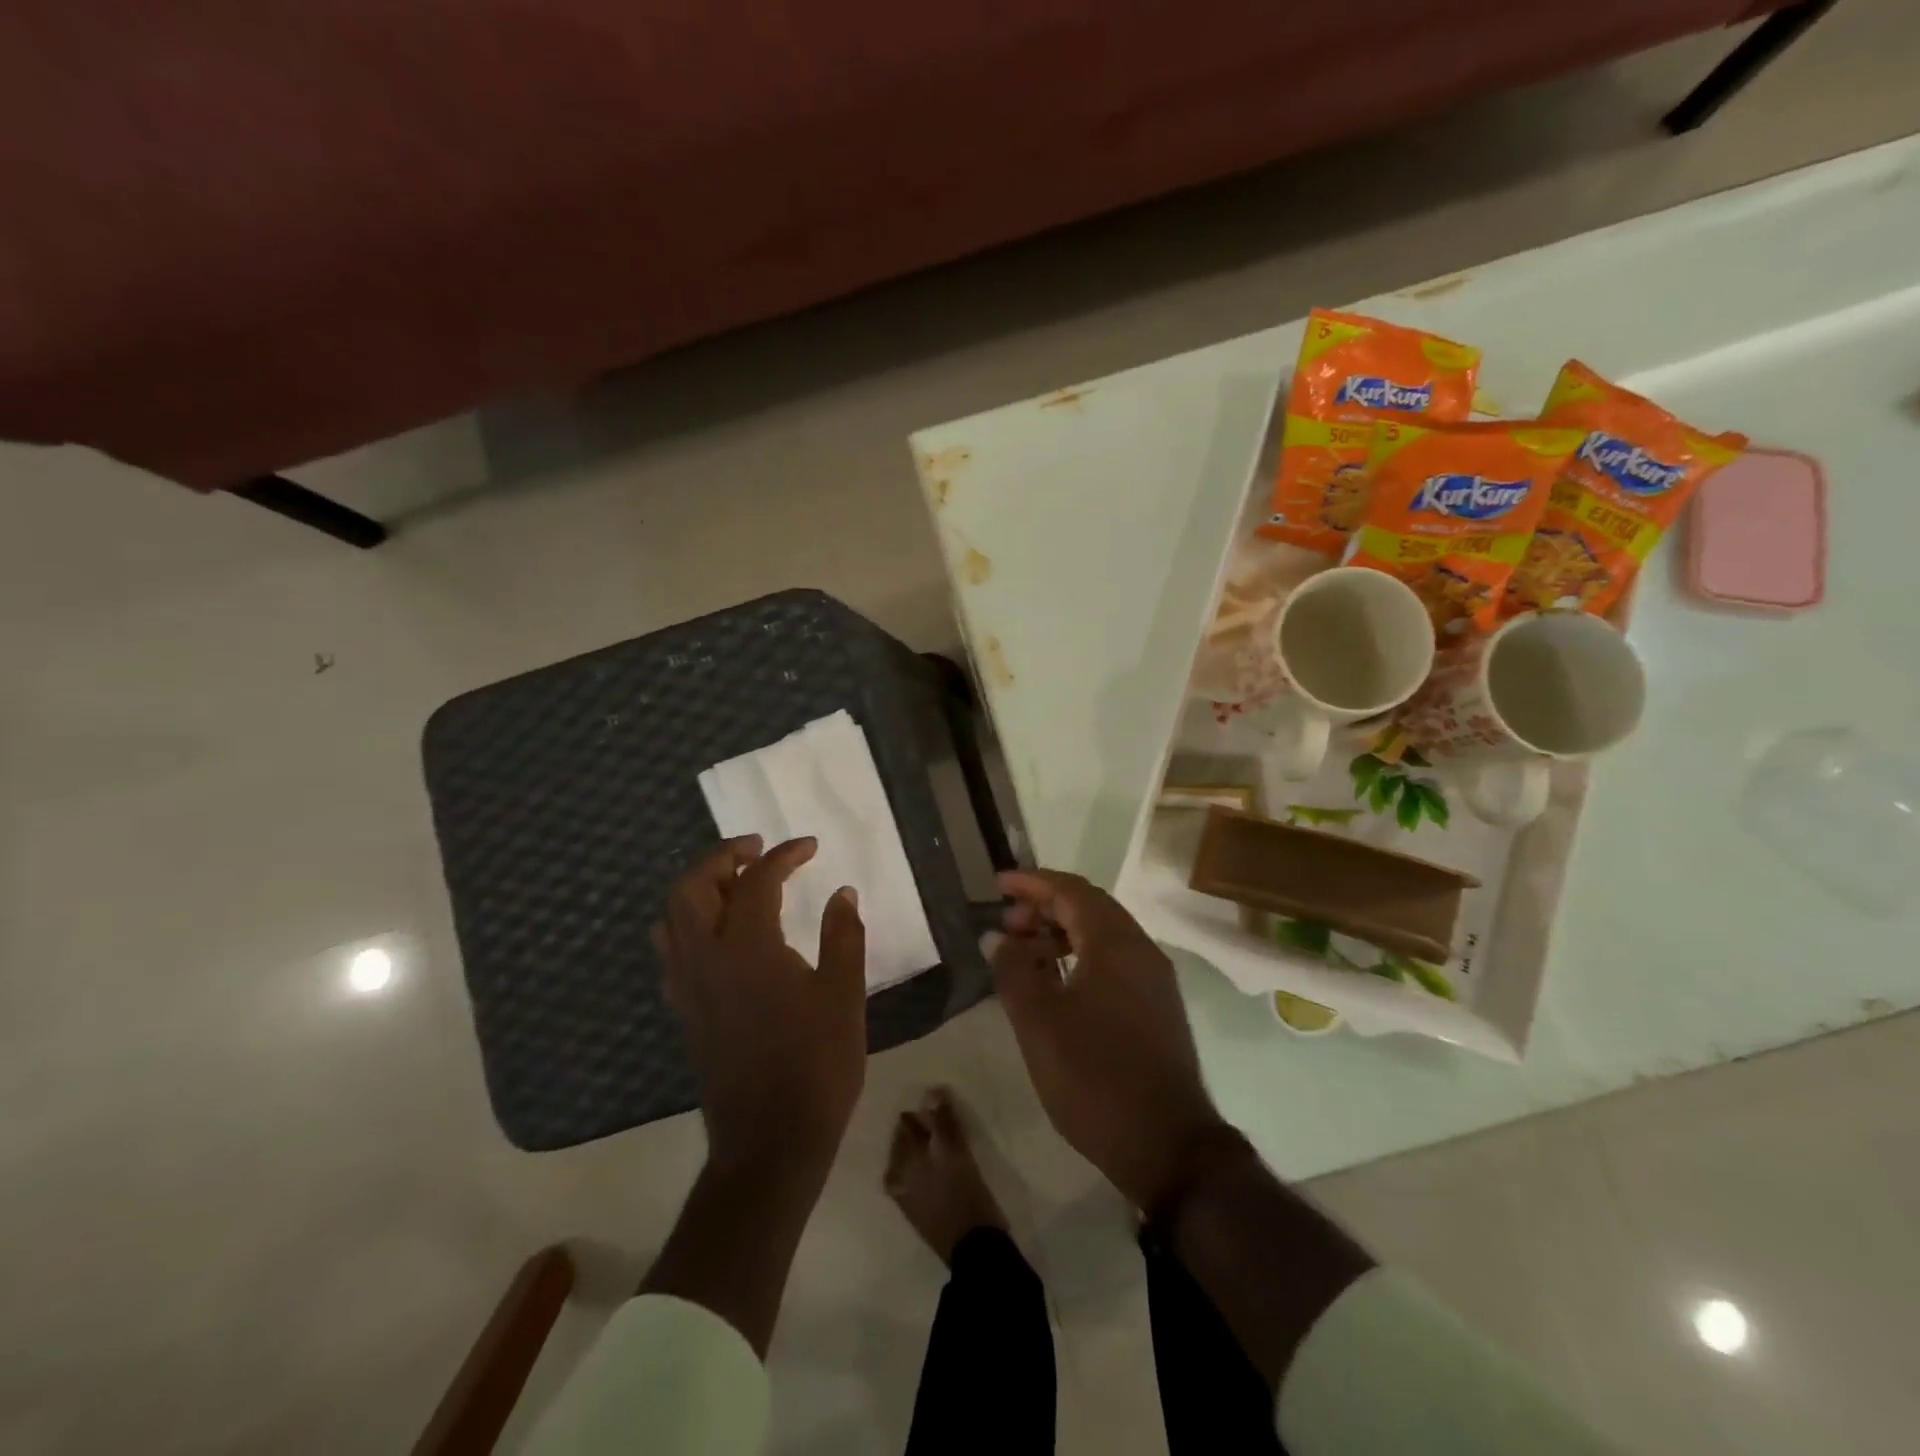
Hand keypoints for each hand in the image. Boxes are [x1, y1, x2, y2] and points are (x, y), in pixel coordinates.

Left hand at [654, 836, 866, 1178]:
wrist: (770, 1141)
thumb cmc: (816, 1065)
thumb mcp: (843, 995)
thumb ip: (843, 936)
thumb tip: (842, 893)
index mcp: (748, 947)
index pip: (757, 880)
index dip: (784, 855)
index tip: (810, 846)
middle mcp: (706, 957)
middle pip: (692, 886)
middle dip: (722, 857)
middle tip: (757, 850)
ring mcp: (687, 986)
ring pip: (672, 916)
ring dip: (699, 887)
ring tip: (736, 884)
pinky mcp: (684, 1010)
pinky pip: (671, 950)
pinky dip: (688, 924)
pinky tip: (720, 935)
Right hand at [989, 870, 1233, 1212]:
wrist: (1168, 1147)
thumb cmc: (1095, 1078)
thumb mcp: (1039, 1023)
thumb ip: (1014, 971)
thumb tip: (998, 936)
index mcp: (1115, 943)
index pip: (1071, 890)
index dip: (1032, 883)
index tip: (998, 884)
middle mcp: (1142, 950)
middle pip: (1090, 907)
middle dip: (1046, 906)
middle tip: (1007, 923)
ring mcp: (1155, 980)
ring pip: (1104, 935)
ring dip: (1062, 933)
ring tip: (1024, 954)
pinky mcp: (1158, 1007)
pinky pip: (1115, 961)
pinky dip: (1081, 957)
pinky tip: (1057, 984)